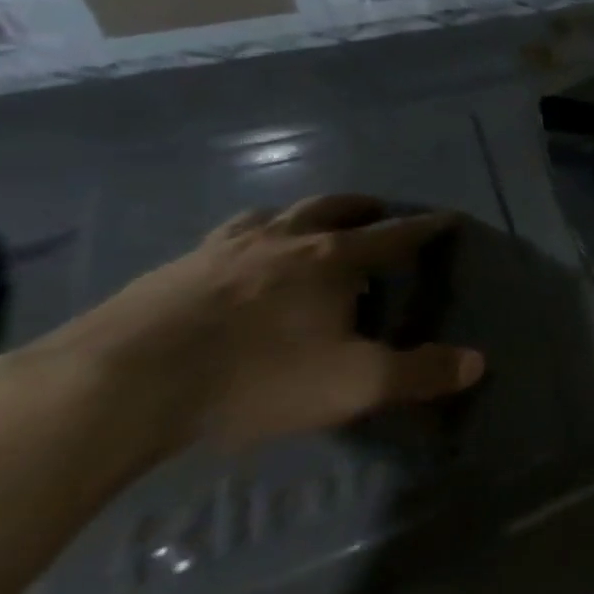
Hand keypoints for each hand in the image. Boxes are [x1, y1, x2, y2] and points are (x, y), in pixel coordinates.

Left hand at [39, 195, 483, 459]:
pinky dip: (244, 240)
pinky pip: (221, 240)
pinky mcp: (168, 271)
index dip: (428, 227)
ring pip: (271, 215)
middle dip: (362, 207)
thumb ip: (420, 373)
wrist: (116, 385)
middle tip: (377, 212)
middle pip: (332, 208)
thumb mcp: (354, 384)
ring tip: (304, 228)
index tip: (449, 219)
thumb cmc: (255, 377)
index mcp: (334, 259)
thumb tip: (477, 362)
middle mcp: (284, 241)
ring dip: (298, 215)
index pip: (396, 235)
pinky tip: (232, 264)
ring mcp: (221, 250)